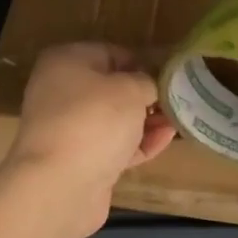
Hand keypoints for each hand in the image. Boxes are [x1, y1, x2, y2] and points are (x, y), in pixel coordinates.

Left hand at [1, 42, 175, 235]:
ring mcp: (67, 128)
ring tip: (178, 122)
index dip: (141, 63)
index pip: (110, 53)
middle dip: (144, 96)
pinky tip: (165, 141)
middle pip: (110, 88)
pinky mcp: (77, 160)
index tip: (169, 76)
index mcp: (65, 61)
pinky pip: (111, 145)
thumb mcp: (130, 89)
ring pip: (112, 119)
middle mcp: (60, 91)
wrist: (59, 184)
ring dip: (144, 121)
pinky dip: (136, 143)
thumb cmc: (94, 120)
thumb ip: (145, 82)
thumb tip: (148, 87)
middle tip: (177, 101)